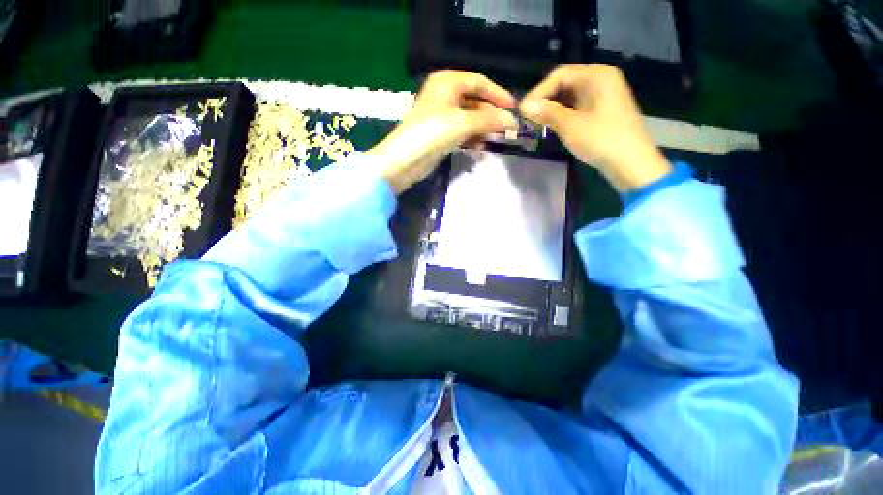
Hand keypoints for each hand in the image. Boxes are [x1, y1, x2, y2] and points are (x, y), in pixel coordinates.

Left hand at [369, 71, 518, 194]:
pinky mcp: (440, 134)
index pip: (479, 82)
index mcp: (447, 82)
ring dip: (483, 129)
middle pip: (475, 101)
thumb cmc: (433, 133)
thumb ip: (489, 120)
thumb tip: (512, 120)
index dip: (498, 94)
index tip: (514, 108)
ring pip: (469, 118)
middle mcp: (445, 95)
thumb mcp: (463, 123)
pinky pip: (462, 132)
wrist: (405, 160)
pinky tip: (480, 148)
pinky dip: (472, 138)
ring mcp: (442, 115)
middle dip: (491, 116)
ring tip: (496, 140)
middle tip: (507, 129)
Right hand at [520, 64, 671, 192]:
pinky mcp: (605, 110)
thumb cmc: (600, 140)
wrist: (631, 163)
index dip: (539, 91)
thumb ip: (546, 112)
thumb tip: (524, 105)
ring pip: (572, 96)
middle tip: (529, 117)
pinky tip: (555, 126)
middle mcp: (602, 79)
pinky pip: (580, 106)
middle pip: (566, 83)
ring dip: (554, 108)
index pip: (560, 74)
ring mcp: (605, 95)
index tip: (523, 110)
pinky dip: (565, 114)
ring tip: (538, 123)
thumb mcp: (570, 125)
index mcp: (597, 75)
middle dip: (546, 99)